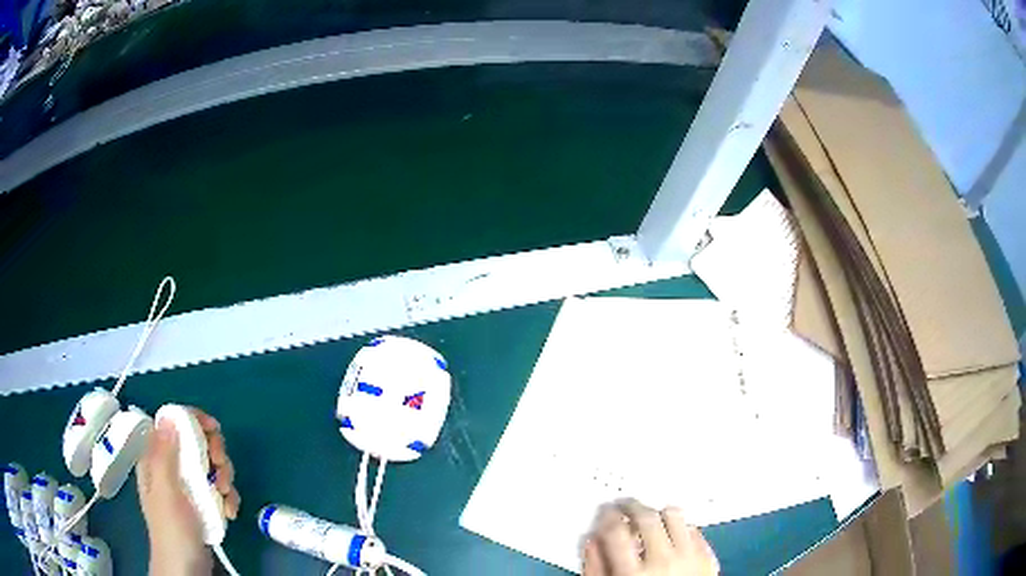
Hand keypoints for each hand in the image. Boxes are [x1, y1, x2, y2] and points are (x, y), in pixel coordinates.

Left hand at [137, 408, 240, 575]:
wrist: (187, 568)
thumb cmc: (173, 530)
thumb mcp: (166, 492)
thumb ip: (165, 455)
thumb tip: (168, 416)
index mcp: (155, 460)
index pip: (171, 425)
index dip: (192, 420)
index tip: (213, 429)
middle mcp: (171, 468)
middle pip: (195, 443)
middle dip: (214, 453)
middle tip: (220, 468)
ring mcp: (187, 487)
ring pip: (210, 466)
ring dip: (224, 478)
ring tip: (226, 497)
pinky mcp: (202, 504)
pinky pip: (218, 489)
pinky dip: (228, 498)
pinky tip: (230, 511)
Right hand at [583, 500, 718, 575]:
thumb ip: (595, 569)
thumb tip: (592, 540)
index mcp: (632, 573)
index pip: (616, 531)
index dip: (607, 516)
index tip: (605, 511)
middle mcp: (663, 561)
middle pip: (647, 517)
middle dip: (631, 506)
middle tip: (624, 505)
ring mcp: (690, 558)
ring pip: (675, 516)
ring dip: (659, 513)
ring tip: (650, 518)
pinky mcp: (709, 558)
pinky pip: (695, 529)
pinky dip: (681, 527)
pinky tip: (672, 534)